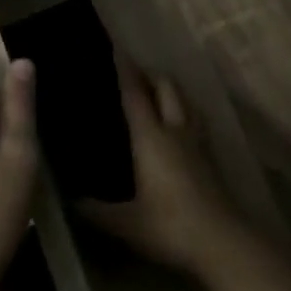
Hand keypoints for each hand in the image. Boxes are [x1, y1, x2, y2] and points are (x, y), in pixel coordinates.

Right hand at [79, 50, 244, 276]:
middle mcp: (175, 130)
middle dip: (150, 74)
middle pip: (166, 88)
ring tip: (157, 91)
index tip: (116, 49)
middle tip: (134, 72)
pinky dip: (185, 111)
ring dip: (171, 90)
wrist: (222, 241)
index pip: (135, 94)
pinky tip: (180, 124)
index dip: (125, 70)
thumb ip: (96, 211)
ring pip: (186, 101)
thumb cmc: (169, 226)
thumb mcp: (126, 223)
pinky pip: (196, 120)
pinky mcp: (211, 157)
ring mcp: (197, 142)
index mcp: (151, 138)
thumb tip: (68, 201)